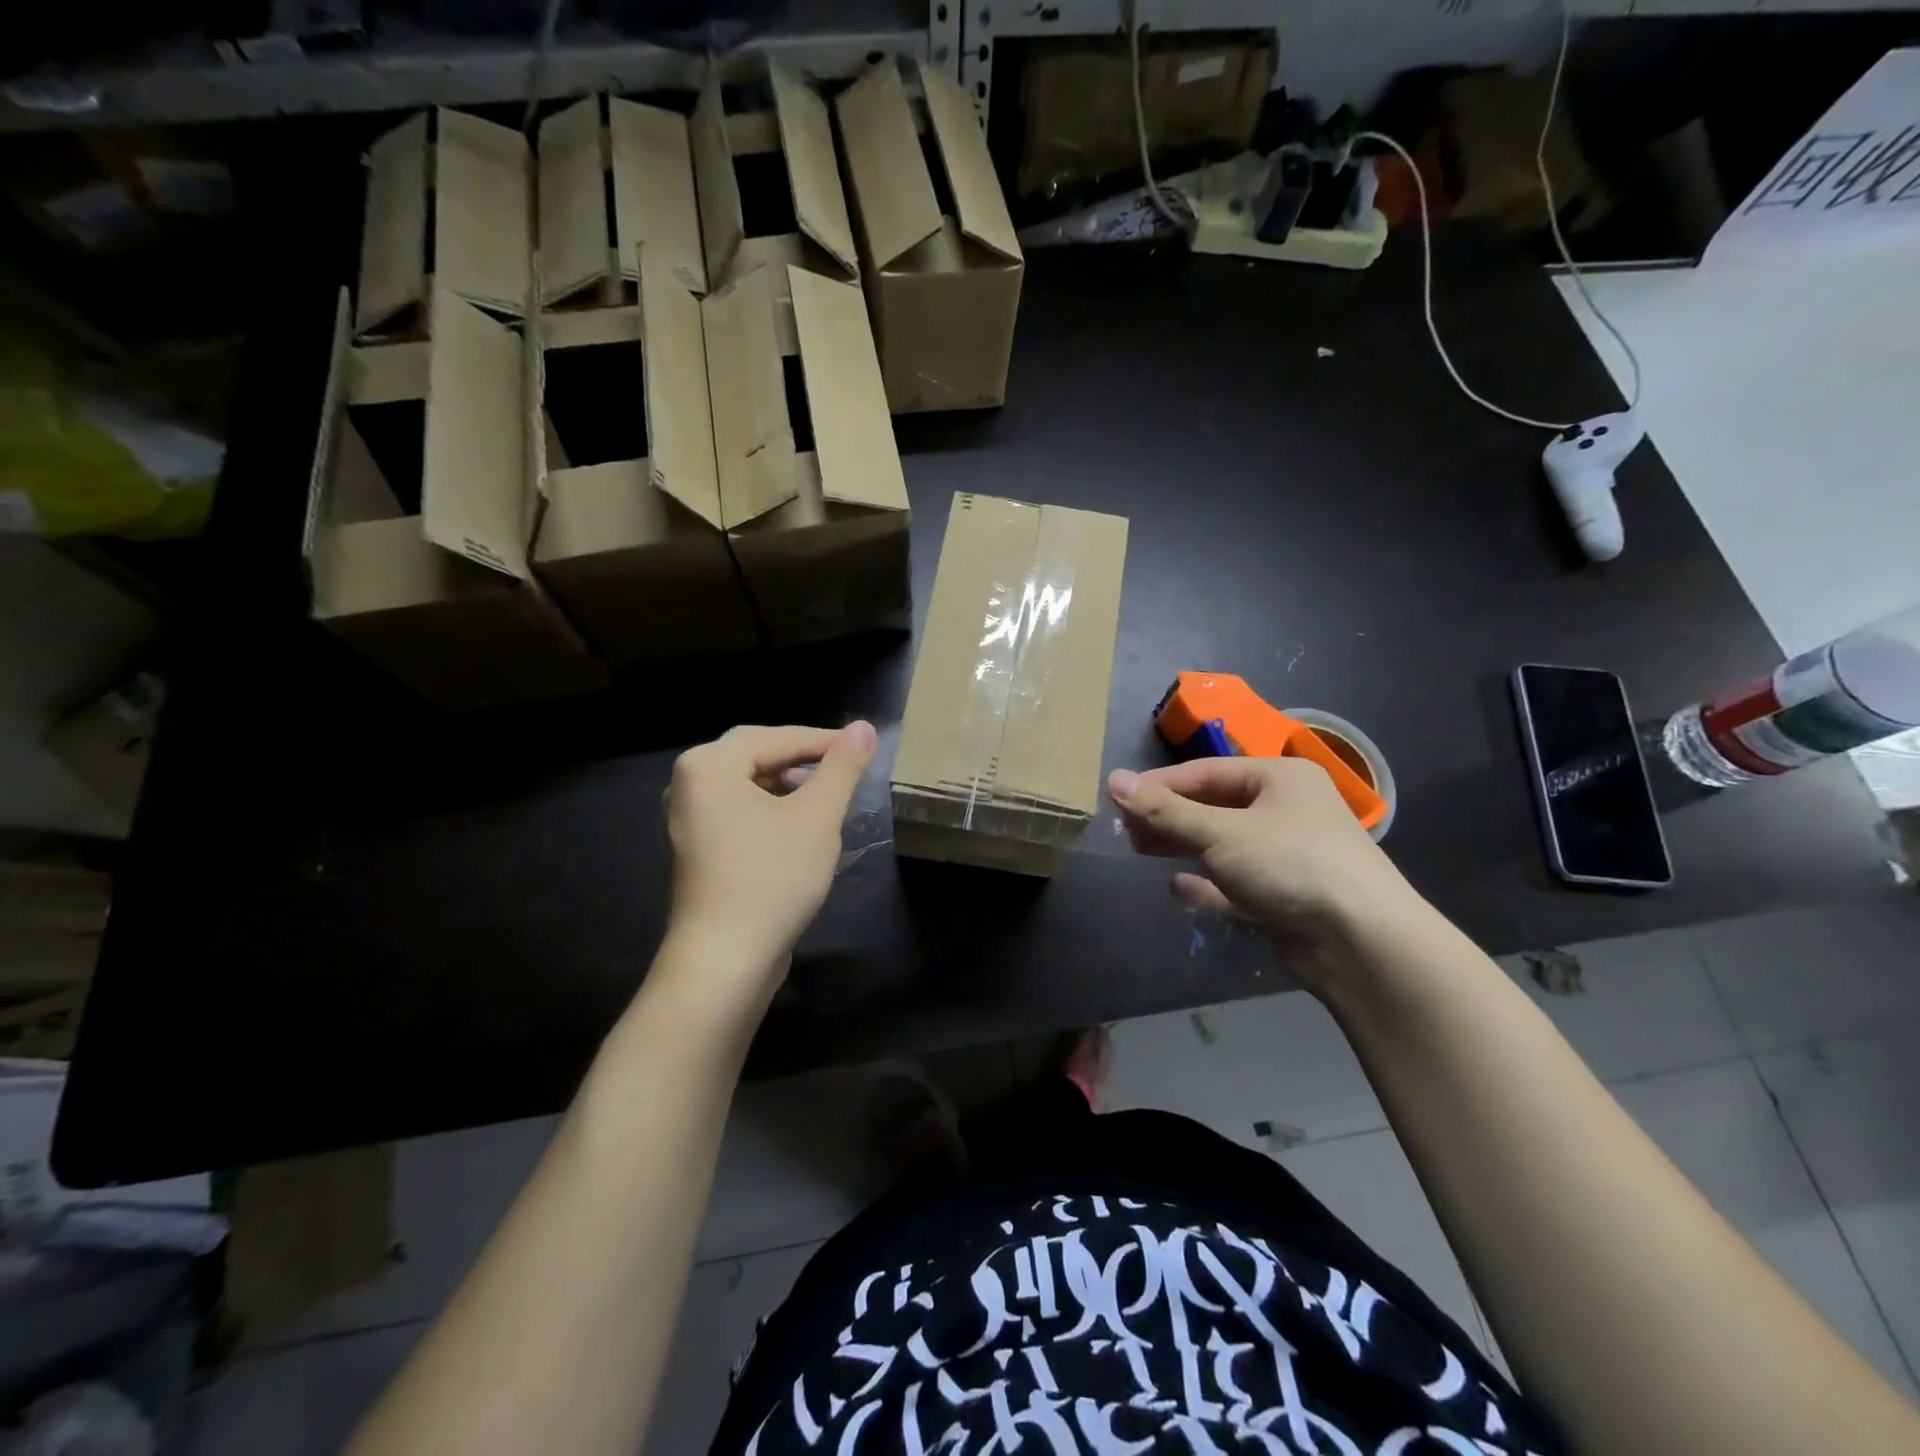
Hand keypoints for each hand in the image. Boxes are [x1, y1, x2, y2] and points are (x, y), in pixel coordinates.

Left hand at [663, 722, 877, 989]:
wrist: (725, 960)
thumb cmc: (772, 877)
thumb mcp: (818, 816)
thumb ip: (842, 767)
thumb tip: (864, 728)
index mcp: (709, 765)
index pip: (776, 737)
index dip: (824, 740)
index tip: (864, 746)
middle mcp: (688, 784)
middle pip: (757, 755)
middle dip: (804, 759)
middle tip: (846, 767)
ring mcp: (688, 819)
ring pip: (748, 785)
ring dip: (789, 785)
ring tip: (829, 797)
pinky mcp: (697, 849)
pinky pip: (739, 811)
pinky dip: (771, 809)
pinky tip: (801, 827)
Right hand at [1108, 758, 1419, 987]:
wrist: (1362, 942)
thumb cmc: (1290, 864)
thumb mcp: (1220, 832)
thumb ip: (1165, 810)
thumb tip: (1114, 780)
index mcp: (1279, 778)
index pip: (1206, 772)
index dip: (1159, 784)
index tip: (1118, 796)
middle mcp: (1286, 810)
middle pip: (1213, 807)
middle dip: (1169, 817)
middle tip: (1124, 828)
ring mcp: (1288, 854)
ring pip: (1223, 845)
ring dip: (1183, 847)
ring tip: (1140, 851)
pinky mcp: (1285, 895)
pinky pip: (1236, 882)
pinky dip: (1208, 884)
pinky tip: (1178, 888)